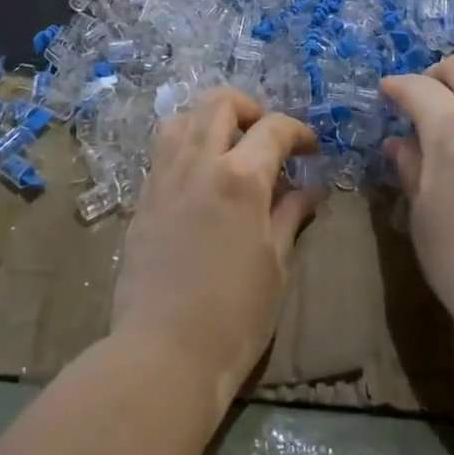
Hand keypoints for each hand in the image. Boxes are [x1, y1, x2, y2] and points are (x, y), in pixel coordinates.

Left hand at [110, 88, 323, 401]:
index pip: (274, 128)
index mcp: (241, 178)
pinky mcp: (143, 197)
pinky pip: (163, 149)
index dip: (298, 131)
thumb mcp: (276, 265)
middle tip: (265, 134)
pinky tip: (200, 175)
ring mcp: (165, 177)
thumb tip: (310, 188)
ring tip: (228, 146)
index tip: (310, 148)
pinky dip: (186, 144)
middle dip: (249, 107)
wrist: (163, 352)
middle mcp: (200, 163)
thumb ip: (290, 215)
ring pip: (184, 117)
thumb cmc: (234, 315)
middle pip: (220, 103)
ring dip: (210, 119)